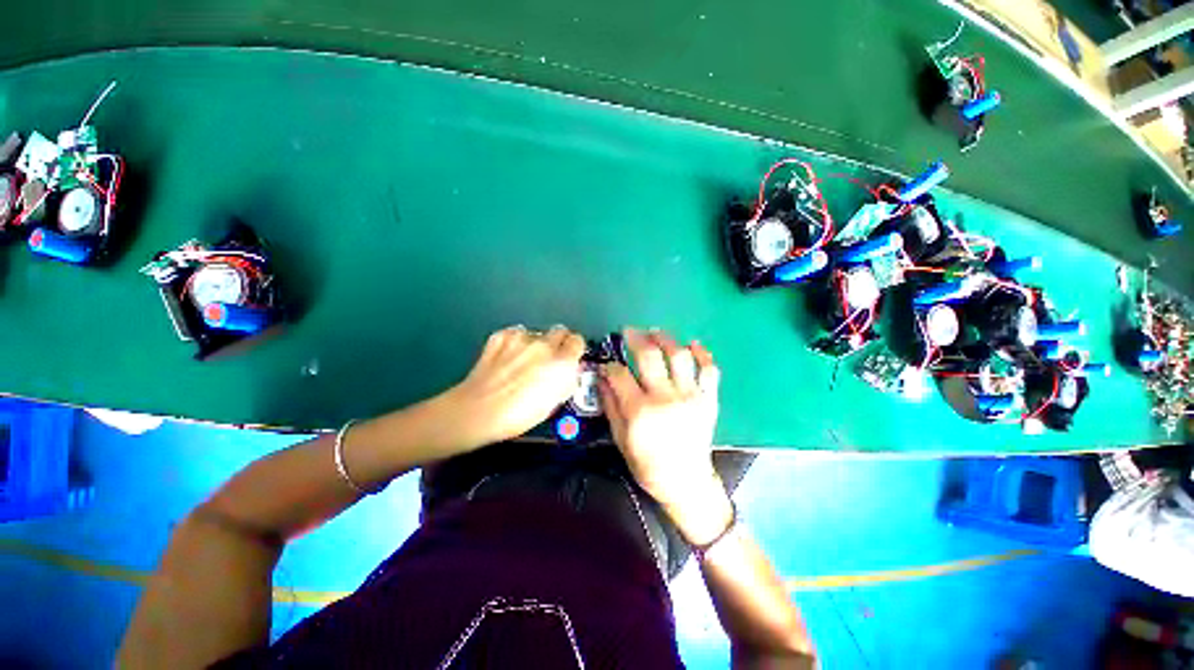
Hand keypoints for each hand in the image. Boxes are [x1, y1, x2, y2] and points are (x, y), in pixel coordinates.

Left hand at [445, 325, 585, 448]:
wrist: (478, 411)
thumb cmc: (517, 415)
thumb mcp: (553, 404)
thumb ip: (564, 381)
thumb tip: (568, 373)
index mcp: (561, 363)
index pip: (578, 341)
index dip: (574, 349)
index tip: (570, 357)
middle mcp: (544, 345)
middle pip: (559, 331)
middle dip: (557, 343)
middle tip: (549, 359)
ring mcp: (520, 338)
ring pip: (536, 333)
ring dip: (535, 343)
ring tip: (524, 361)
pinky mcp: (500, 336)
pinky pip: (515, 333)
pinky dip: (515, 342)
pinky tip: (508, 357)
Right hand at [599, 329, 731, 543]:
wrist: (686, 482)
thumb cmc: (647, 464)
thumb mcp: (620, 438)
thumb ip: (610, 406)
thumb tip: (602, 379)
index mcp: (640, 410)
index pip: (620, 374)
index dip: (610, 364)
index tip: (608, 364)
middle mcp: (665, 397)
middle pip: (649, 356)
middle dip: (636, 339)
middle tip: (630, 331)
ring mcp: (690, 396)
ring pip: (679, 356)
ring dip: (666, 339)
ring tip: (656, 332)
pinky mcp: (708, 399)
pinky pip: (709, 370)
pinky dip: (703, 354)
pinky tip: (693, 344)